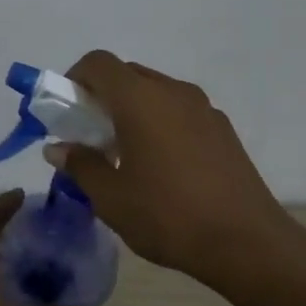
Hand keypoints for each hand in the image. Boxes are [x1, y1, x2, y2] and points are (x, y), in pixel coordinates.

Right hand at [46, 52, 305, 292]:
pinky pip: (179, 111)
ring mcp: (203, 109)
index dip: (74, 79)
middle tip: (89, 136)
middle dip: (101, 96)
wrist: (247, 243)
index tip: (66, 113)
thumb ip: (80, 165)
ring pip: (155, 92)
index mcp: (140, 100)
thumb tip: (58, 148)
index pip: (98, 63)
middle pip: (127, 74)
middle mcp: (173, 92)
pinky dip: (159, 123)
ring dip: (131, 110)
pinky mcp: (222, 129)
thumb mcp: (110, 197)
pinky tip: (159, 166)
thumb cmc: (167, 216)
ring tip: (124, 154)